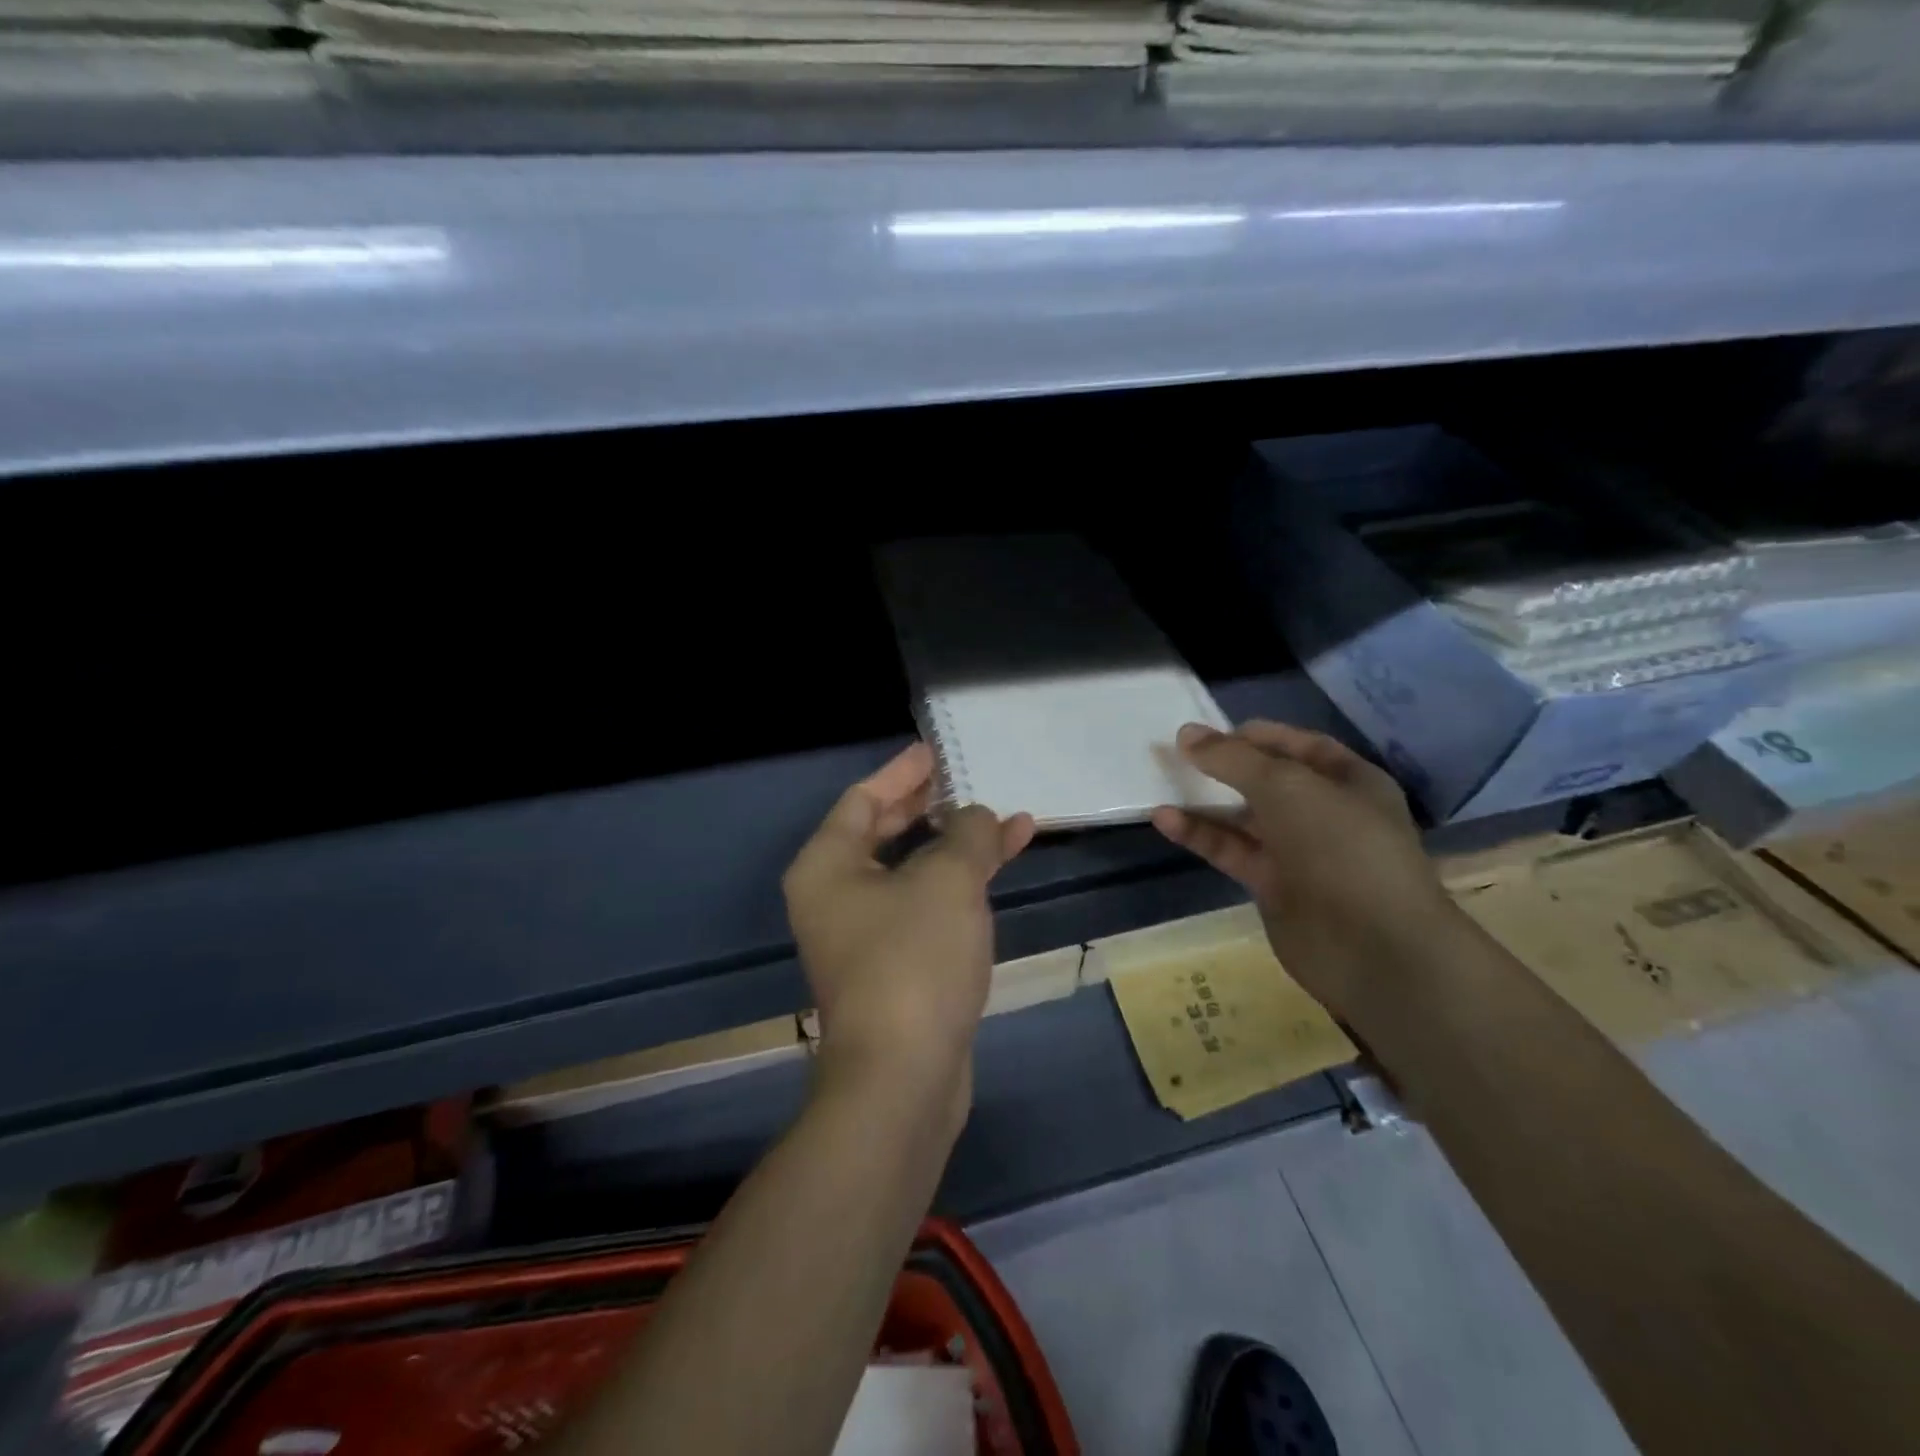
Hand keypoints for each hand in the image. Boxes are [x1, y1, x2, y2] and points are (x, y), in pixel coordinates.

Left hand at [783, 743, 1034, 1122]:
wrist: (905, 1079)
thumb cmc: (914, 960)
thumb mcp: (948, 881)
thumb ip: (967, 833)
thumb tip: (978, 816)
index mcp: (828, 866)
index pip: (863, 799)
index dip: (903, 771)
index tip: (937, 751)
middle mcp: (837, 896)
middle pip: (886, 832)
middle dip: (934, 807)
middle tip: (972, 781)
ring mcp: (866, 935)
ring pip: (913, 871)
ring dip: (957, 846)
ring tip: (1006, 821)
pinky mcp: (896, 966)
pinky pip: (927, 905)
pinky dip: (960, 885)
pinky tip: (1000, 871)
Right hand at [1151, 720, 1453, 1023]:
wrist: (1372, 947)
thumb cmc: (1340, 846)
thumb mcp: (1285, 786)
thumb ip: (1233, 759)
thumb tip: (1186, 734)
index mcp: (1350, 781)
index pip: (1300, 746)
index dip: (1258, 735)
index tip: (1210, 731)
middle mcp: (1326, 813)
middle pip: (1268, 781)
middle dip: (1226, 767)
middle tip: (1178, 755)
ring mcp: (1300, 852)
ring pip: (1245, 818)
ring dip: (1206, 802)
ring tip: (1161, 783)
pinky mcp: (1273, 886)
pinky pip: (1232, 851)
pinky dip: (1200, 835)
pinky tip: (1165, 820)